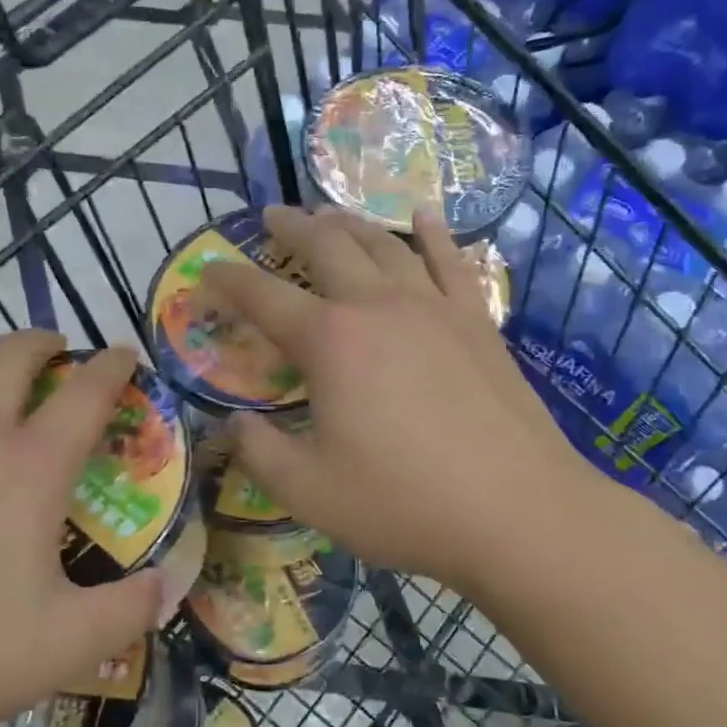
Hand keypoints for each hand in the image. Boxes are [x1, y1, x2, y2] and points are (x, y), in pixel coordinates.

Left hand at [0, 332, 166, 726]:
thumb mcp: (63, 647)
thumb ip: (129, 611)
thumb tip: (170, 587)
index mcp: (27, 467)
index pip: (84, 392)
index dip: (112, 366)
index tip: (126, 354)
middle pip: (10, 355)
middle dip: (43, 342)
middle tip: (60, 352)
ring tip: (0, 376)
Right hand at [201, 205, 605, 593]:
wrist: (519, 513)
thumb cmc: (403, 504)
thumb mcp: (308, 491)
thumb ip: (259, 452)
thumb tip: (232, 424)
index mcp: (330, 342)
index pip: (262, 297)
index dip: (227, 280)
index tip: (206, 269)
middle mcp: (378, 306)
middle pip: (327, 247)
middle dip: (292, 227)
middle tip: (272, 216)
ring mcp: (434, 307)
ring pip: (384, 244)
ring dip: (350, 223)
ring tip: (329, 214)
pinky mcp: (477, 322)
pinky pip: (451, 262)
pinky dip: (433, 234)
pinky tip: (424, 216)